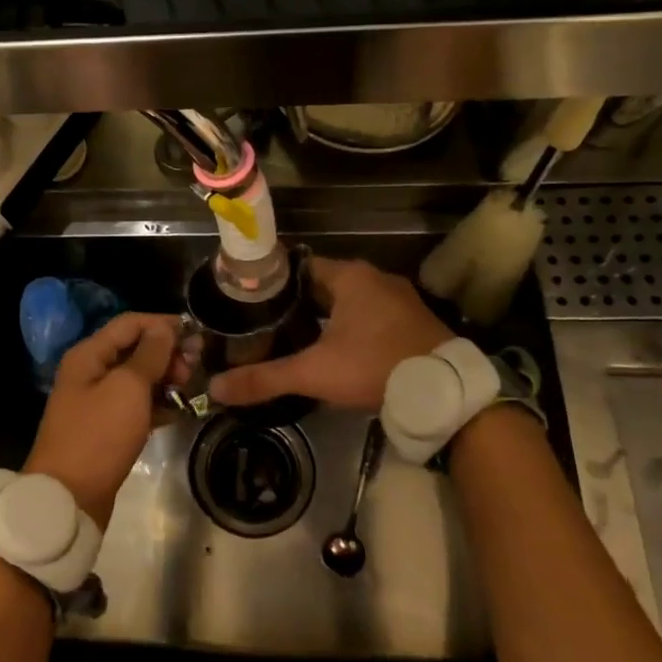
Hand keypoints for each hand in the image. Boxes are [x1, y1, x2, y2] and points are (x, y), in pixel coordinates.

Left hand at [24, 313, 184, 528]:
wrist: (68, 498)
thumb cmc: (99, 435)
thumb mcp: (128, 388)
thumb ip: (150, 354)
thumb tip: (165, 328)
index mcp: (89, 354)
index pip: (130, 323)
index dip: (163, 324)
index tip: (196, 334)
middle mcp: (91, 372)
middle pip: (134, 349)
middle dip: (166, 353)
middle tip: (194, 369)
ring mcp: (98, 401)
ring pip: (137, 378)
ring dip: (164, 379)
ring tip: (190, 390)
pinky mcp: (106, 428)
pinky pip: (136, 406)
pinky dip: (157, 404)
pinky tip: (180, 411)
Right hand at [208, 256, 452, 412]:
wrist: (445, 394)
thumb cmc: (375, 367)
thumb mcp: (314, 373)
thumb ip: (265, 378)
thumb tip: (216, 388)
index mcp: (350, 276)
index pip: (298, 266)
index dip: (273, 281)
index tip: (249, 297)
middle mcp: (375, 278)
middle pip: (322, 284)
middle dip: (296, 302)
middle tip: (266, 321)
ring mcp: (399, 299)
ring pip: (348, 301)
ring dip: (326, 316)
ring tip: (294, 336)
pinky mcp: (413, 322)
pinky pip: (371, 316)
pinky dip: (352, 327)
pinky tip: (336, 349)